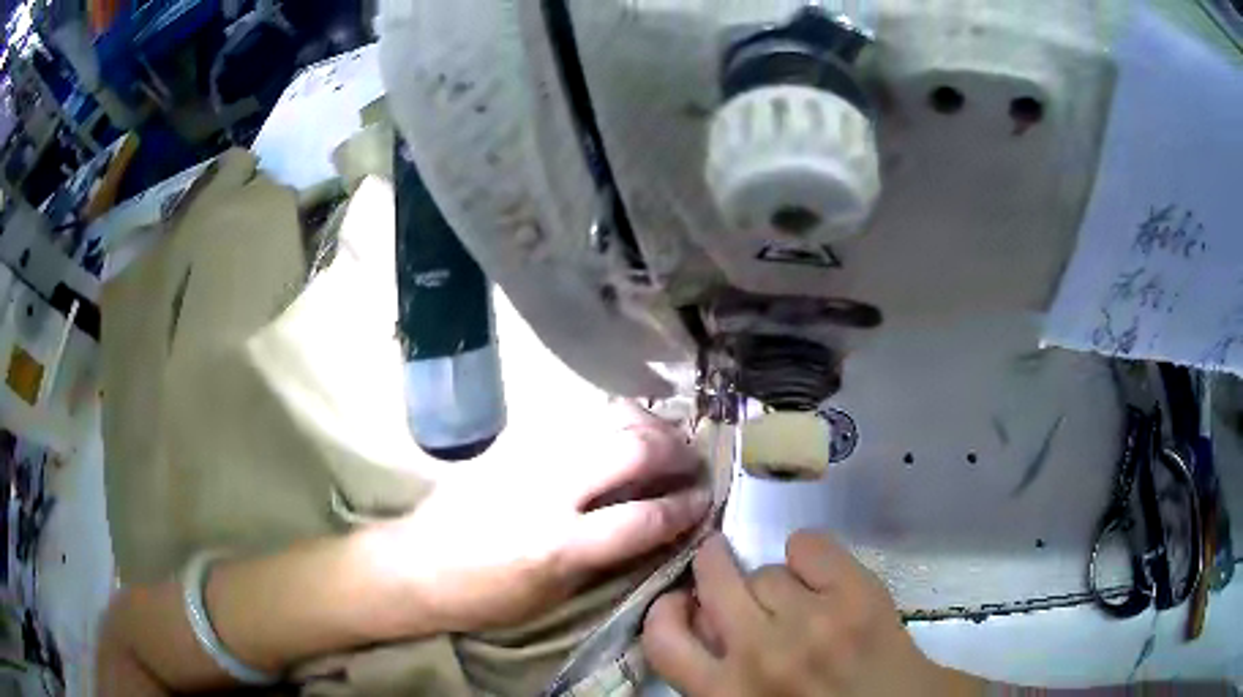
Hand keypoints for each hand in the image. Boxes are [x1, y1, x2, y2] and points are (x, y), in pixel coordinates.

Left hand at [390, 401, 710, 632]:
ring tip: (667, 437)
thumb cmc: (484, 595)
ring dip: (647, 425)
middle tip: (692, 462)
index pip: (641, 518)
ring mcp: (527, 455)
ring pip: (603, 418)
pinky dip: (609, 415)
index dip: (683, 507)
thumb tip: (654, 530)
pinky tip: (623, 424)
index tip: (704, 501)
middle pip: (630, 451)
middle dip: (674, 453)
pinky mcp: (511, 438)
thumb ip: (605, 559)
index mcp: (557, 545)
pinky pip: (573, 413)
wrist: (417, 563)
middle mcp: (547, 490)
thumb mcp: (551, 596)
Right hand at [643, 532, 983, 696]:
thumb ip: (715, 673)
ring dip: (774, 581)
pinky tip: (823, 576)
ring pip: (765, 570)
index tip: (681, 603)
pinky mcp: (855, 594)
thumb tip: (698, 618)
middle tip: (722, 563)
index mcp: (725, 693)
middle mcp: (760, 654)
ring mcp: (811, 621)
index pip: (662, 640)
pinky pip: (808, 545)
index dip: (666, 611)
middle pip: (713, 578)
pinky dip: (809, 553)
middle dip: (713, 564)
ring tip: (798, 599)